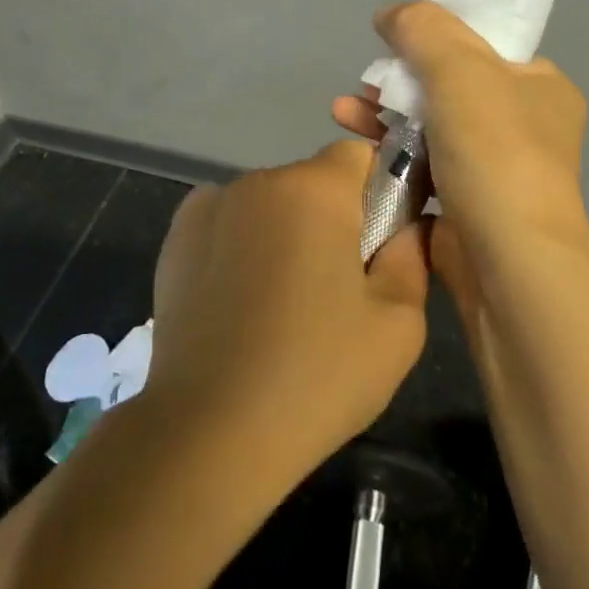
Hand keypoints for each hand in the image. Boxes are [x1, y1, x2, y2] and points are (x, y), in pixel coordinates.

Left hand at [144, 141, 429, 483]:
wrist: (208, 433)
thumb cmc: (316, 376)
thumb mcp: (397, 326)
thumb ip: (413, 257)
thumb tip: (410, 224)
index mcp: (314, 190)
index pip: (359, 155)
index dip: (379, 191)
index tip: (380, 242)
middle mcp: (259, 181)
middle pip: (313, 181)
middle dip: (331, 218)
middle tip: (335, 286)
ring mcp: (209, 206)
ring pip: (270, 203)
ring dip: (285, 232)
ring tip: (281, 304)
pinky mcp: (175, 237)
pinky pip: (229, 222)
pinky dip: (242, 245)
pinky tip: (240, 301)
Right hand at [331, 1, 588, 284]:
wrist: (512, 269)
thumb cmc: (495, 155)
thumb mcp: (460, 69)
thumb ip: (423, 28)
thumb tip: (392, 14)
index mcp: (541, 86)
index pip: (485, 46)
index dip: (437, 36)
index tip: (394, 42)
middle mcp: (526, 127)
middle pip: (451, 87)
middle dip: (400, 81)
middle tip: (364, 85)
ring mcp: (498, 173)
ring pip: (433, 130)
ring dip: (387, 118)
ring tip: (342, 114)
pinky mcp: (470, 211)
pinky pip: (426, 172)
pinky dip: (394, 159)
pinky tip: (359, 153)